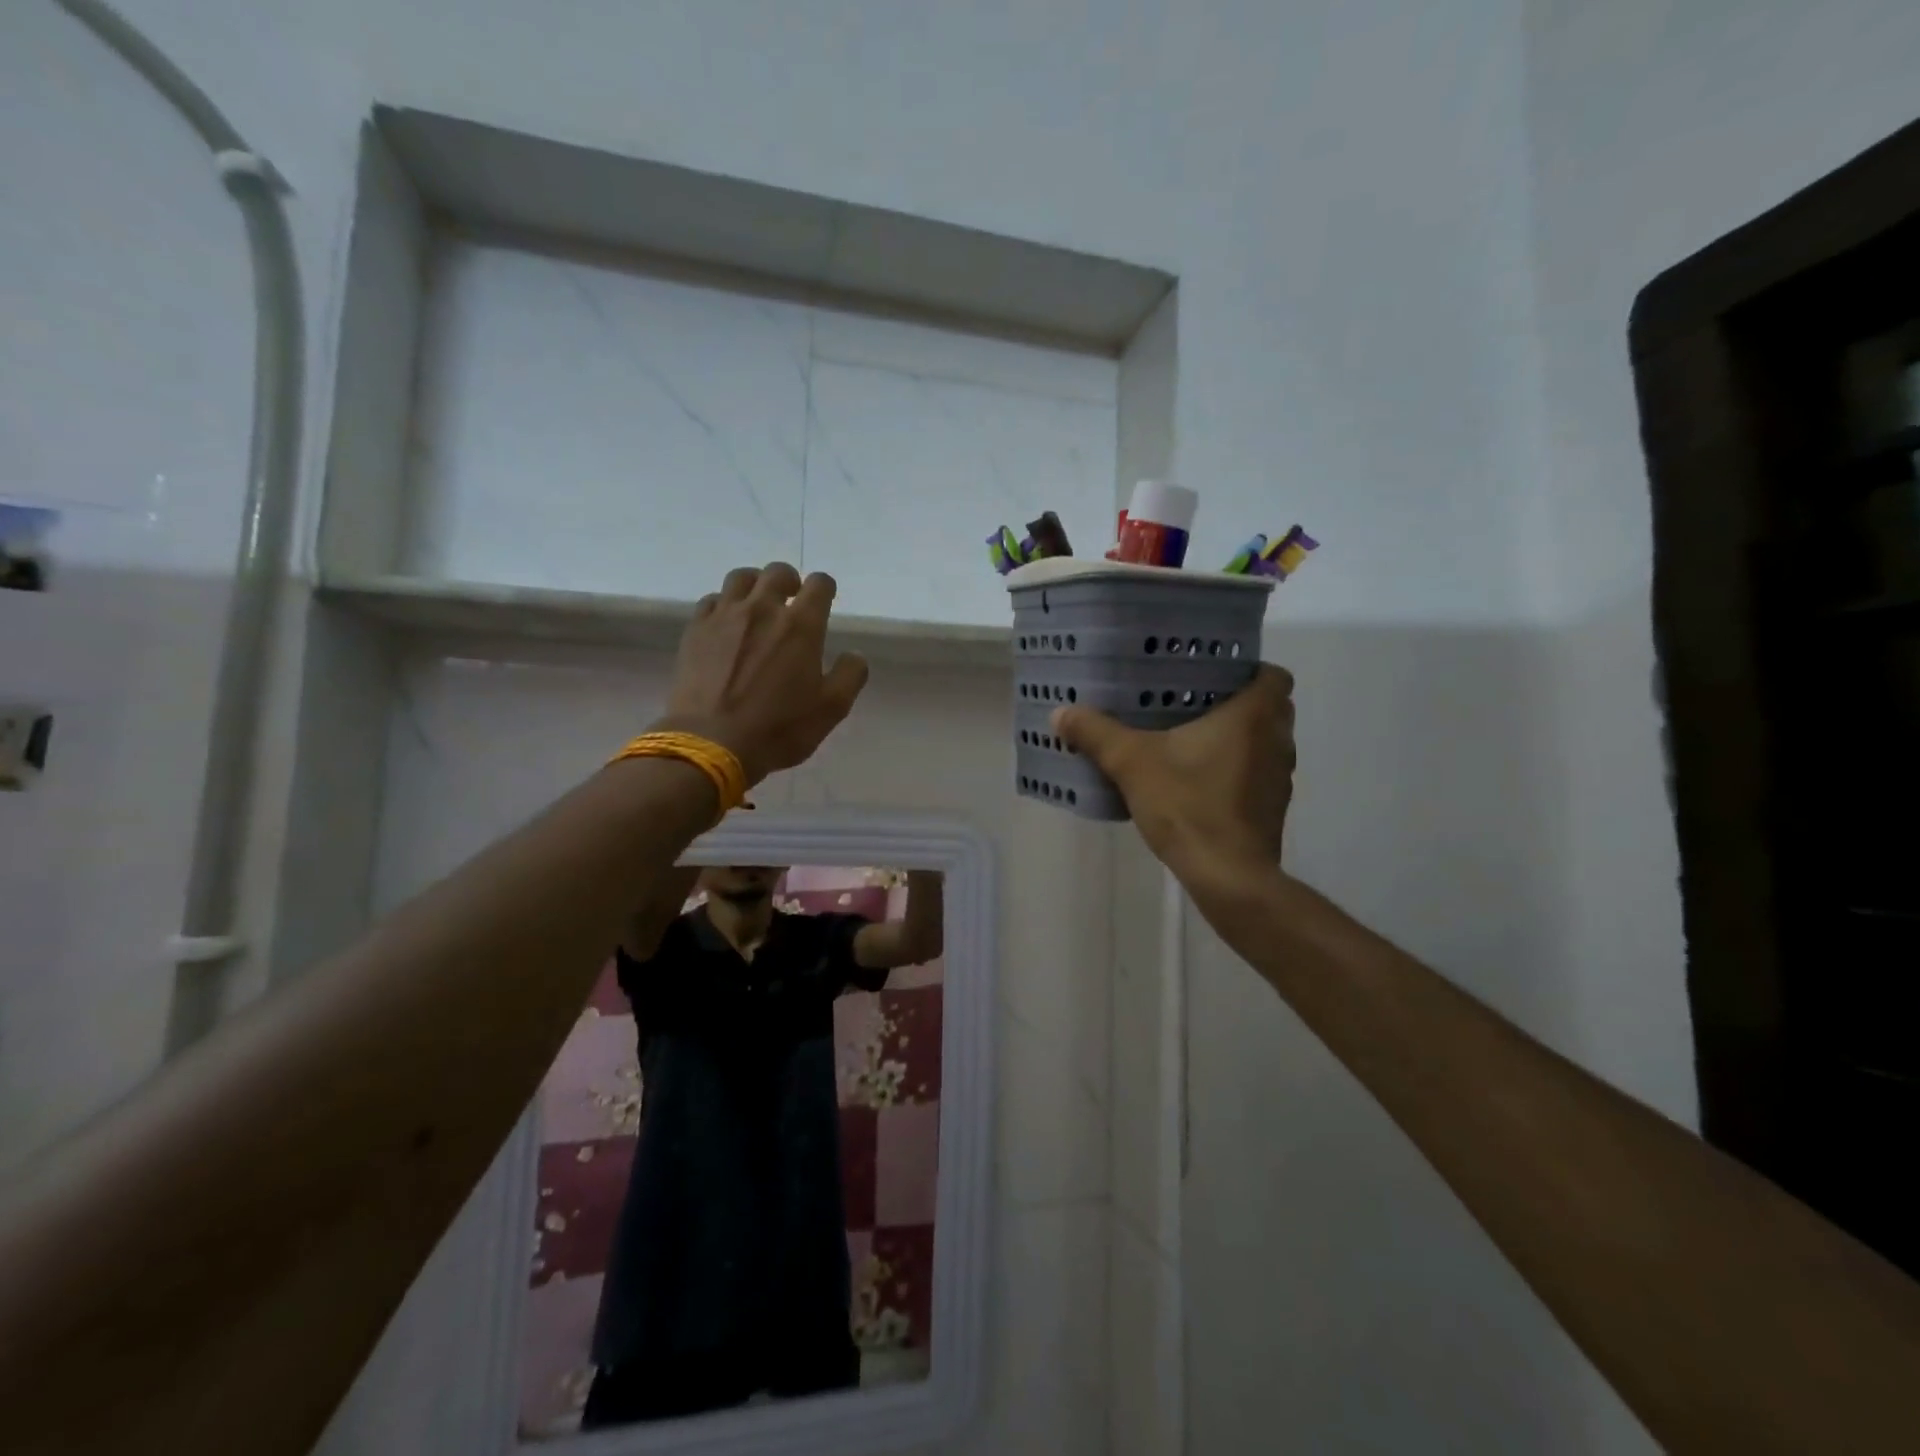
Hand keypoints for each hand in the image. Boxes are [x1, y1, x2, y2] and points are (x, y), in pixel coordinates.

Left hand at [660, 563, 868, 783]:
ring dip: (755, 585)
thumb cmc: (779, 727)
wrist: (711, 742)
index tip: (826, 600)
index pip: (819, 584)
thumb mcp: (832, 709)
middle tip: (792, 601)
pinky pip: (711, 600)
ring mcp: (724, 616)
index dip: (825, 588)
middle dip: (790, 581)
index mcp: (801, 625)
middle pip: (777, 572)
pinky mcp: (696, 630)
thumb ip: (850, 675)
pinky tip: (727, 625)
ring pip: (741, 578)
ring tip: (758, 606)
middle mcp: (763, 609)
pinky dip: (724, 605)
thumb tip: (854, 654)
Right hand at [1052, 664, 1295, 885]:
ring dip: (1239, 739)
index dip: (1250, 670)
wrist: (1227, 875)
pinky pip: (1258, 775)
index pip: (1274, 675)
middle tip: (1195, 703)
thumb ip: (1097, 734)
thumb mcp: (1131, 764)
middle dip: (1239, 703)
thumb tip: (1060, 711)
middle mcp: (1277, 741)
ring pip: (1265, 743)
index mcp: (1253, 716)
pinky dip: (1237, 772)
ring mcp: (1280, 778)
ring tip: (1193, 741)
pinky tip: (1200, 782)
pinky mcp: (1272, 809)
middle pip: (1272, 708)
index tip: (1215, 676)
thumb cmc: (1188, 806)